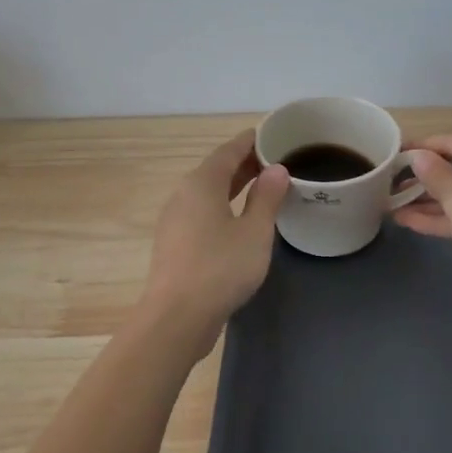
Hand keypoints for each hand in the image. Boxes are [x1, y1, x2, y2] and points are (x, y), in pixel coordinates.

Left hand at [139, 130, 290, 343]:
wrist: (177, 317)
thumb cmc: (221, 268)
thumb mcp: (255, 232)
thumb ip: (267, 197)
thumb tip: (276, 169)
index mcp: (201, 183)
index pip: (228, 150)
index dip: (251, 141)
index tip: (272, 135)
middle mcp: (183, 195)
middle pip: (216, 170)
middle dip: (245, 164)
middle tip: (276, 161)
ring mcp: (175, 220)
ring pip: (208, 193)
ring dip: (234, 187)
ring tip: (263, 188)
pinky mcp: (174, 243)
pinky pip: (202, 212)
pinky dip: (223, 206)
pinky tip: (241, 221)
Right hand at [393, 133, 451, 308]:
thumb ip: (435, 177)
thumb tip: (417, 157)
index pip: (451, 141)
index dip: (419, 149)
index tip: (391, 157)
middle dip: (423, 179)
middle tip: (389, 186)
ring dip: (431, 201)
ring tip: (393, 207)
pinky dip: (449, 215)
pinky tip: (413, 222)